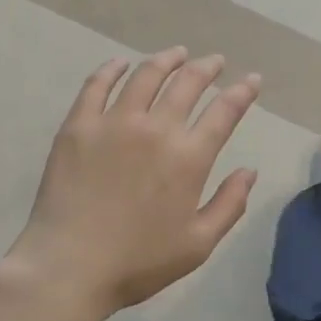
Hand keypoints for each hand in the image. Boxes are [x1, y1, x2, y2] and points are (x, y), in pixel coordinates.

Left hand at [3, 48, 261, 320]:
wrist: (68, 266)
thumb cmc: (137, 262)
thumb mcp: (198, 244)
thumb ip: (229, 205)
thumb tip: (249, 170)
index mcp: (189, 157)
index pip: (224, 111)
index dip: (242, 91)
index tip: (252, 79)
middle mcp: (156, 128)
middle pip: (188, 83)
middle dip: (207, 68)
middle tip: (215, 61)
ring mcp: (114, 122)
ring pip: (146, 76)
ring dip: (166, 60)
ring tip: (177, 54)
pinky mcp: (79, 125)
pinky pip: (97, 85)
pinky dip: (112, 69)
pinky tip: (121, 64)